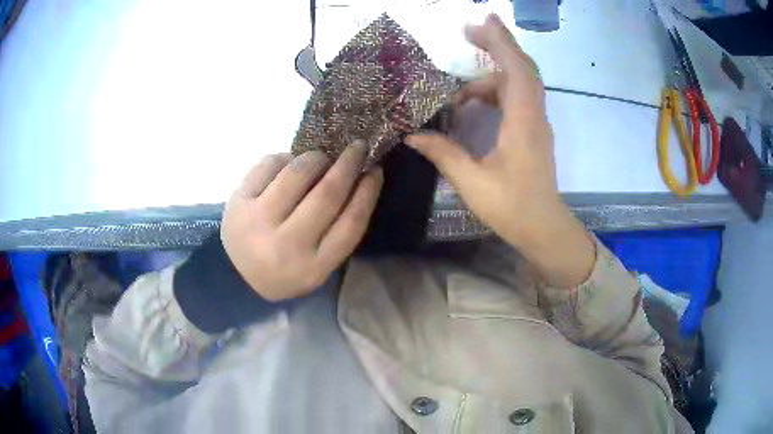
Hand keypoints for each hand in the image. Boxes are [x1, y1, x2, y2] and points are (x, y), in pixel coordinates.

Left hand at [221, 142, 382, 300]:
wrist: (238, 276)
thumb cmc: (287, 268)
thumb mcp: (318, 264)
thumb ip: (339, 230)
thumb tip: (357, 176)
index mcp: (312, 268)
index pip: (350, 224)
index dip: (367, 192)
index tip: (375, 170)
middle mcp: (285, 247)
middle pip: (326, 195)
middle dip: (348, 165)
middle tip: (358, 147)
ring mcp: (257, 222)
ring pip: (296, 174)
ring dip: (316, 158)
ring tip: (320, 159)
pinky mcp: (238, 202)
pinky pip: (269, 165)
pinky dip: (285, 158)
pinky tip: (288, 164)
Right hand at [405, 14, 593, 287]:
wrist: (544, 227)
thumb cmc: (512, 208)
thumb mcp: (473, 182)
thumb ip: (443, 153)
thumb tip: (412, 133)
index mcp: (523, 123)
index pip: (517, 70)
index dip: (501, 41)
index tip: (482, 20)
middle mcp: (534, 115)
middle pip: (522, 67)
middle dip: (496, 44)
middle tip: (467, 33)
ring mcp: (536, 122)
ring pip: (518, 82)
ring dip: (488, 76)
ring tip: (456, 91)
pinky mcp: (533, 130)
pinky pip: (516, 98)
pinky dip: (493, 92)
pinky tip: (471, 105)